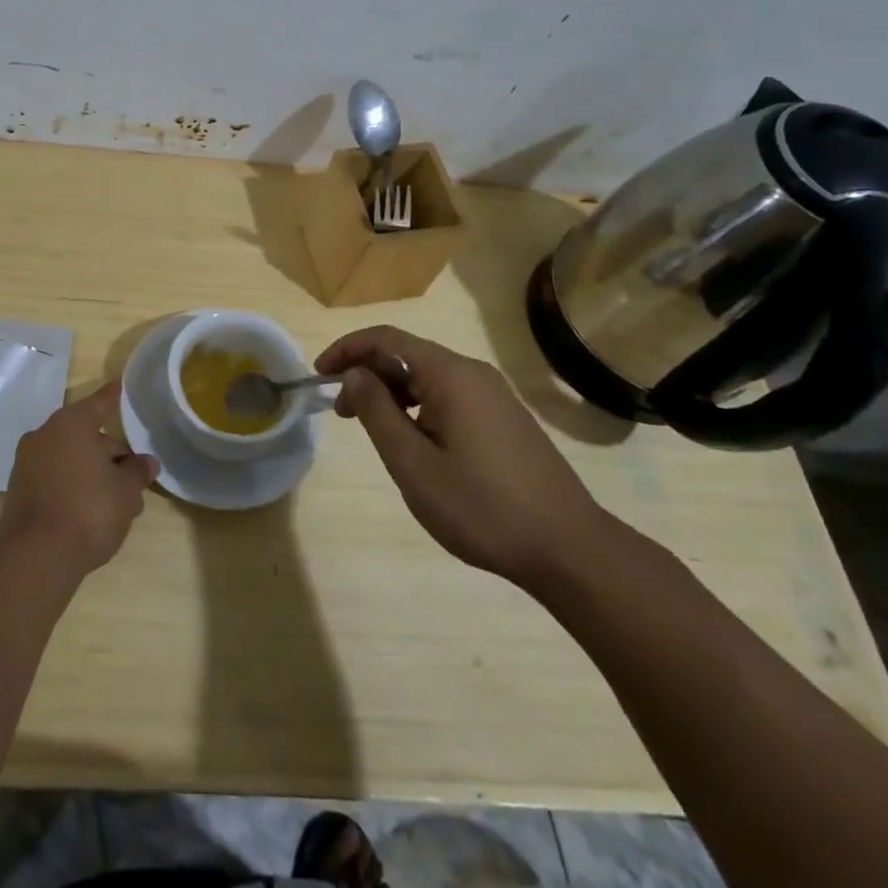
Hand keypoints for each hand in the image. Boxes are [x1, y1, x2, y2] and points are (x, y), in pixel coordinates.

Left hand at [0, 382, 158, 578]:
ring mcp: (26, 463)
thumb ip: (138, 472)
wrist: (37, 558)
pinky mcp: (17, 491)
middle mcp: (44, 435)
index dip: (115, 397)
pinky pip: (53, 478)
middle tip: (133, 479)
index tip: (122, 385)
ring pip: (69, 459)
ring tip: (116, 503)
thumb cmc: (89, 511)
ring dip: (92, 473)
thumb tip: (146, 462)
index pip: (101, 403)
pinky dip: (71, 487)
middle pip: (85, 435)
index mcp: (71, 424)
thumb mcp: (126, 492)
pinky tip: (88, 513)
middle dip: (110, 454)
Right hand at [316, 326, 605, 586]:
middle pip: (407, 354)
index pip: (386, 339)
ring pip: (428, 377)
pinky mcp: (505, 418)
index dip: (347, 349)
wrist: (568, 548)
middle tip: (340, 412)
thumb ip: (377, 412)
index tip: (318, 375)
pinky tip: (414, 441)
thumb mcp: (413, 463)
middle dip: (367, 374)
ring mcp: (494, 395)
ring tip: (373, 430)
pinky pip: (450, 395)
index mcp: (450, 374)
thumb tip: (355, 374)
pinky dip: (419, 406)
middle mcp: (473, 373)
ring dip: (392, 393)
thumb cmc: (481, 506)